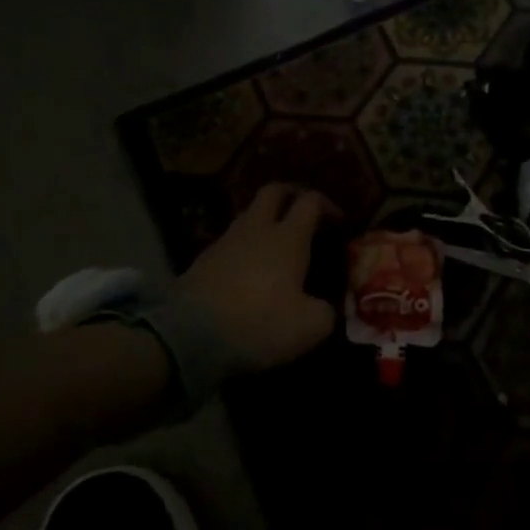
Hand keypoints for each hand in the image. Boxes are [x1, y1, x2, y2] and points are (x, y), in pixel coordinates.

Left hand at [175, 184, 340, 370]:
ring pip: (249, 215)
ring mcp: (225, 242)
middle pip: (273, 192)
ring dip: (266, 221)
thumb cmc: (260, 323)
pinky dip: (245, 247)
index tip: (339, 222)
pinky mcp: (202, 261)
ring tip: (278, 245)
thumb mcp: (311, 326)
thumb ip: (326, 311)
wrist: (190, 338)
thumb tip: (324, 307)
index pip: (310, 201)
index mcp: (288, 238)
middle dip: (292, 195)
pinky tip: (250, 271)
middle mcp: (256, 230)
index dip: (328, 205)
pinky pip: (230, 242)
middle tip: (305, 213)